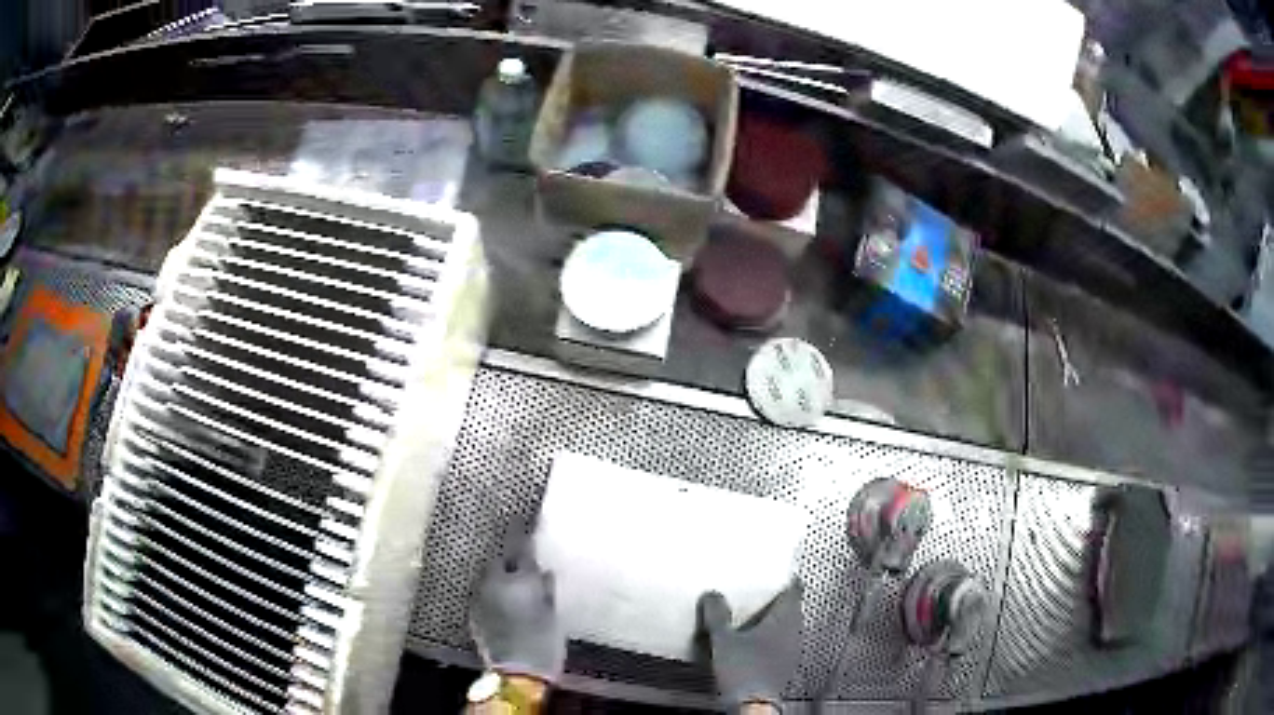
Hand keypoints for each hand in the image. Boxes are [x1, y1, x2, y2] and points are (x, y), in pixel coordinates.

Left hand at [469, 520, 565, 683]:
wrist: (517, 672)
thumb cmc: (544, 644)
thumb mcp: (552, 615)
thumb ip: (546, 590)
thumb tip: (544, 572)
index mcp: (520, 581)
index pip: (520, 547)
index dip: (522, 533)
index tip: (525, 521)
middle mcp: (495, 583)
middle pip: (498, 558)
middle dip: (507, 552)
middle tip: (517, 552)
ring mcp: (480, 597)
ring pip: (488, 574)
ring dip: (497, 570)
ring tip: (508, 573)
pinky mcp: (473, 612)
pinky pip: (482, 591)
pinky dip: (491, 588)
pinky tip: (500, 596)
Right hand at [699, 581, 803, 709]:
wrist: (752, 703)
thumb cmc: (744, 669)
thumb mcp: (723, 639)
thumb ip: (717, 615)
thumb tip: (713, 595)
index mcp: (784, 620)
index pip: (794, 592)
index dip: (789, 582)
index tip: (784, 576)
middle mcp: (793, 633)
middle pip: (792, 610)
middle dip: (779, 603)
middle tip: (765, 595)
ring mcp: (791, 651)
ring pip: (788, 628)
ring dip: (775, 623)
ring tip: (756, 619)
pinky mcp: (784, 667)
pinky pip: (781, 645)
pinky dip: (771, 640)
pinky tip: (755, 645)